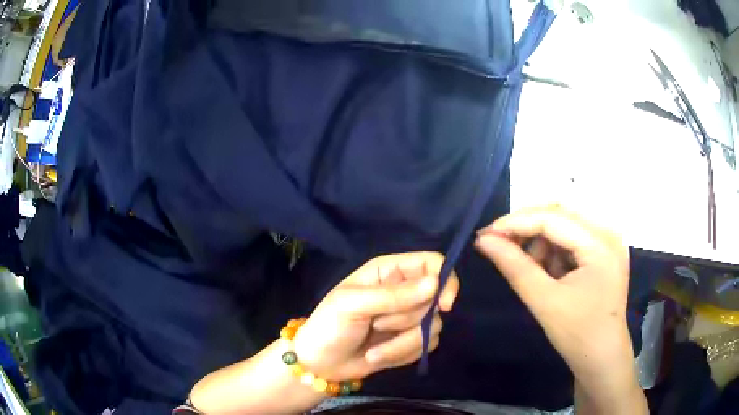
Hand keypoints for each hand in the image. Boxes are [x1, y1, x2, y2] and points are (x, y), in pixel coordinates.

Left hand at [293, 252, 458, 381]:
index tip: (444, 305)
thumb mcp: (354, 305)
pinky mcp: (410, 341)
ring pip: (432, 327)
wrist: (320, 364)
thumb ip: (394, 295)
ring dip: (401, 343)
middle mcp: (404, 291)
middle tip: (376, 325)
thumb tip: (436, 283)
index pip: (432, 263)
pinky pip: (426, 346)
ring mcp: (409, 318)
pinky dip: (402, 355)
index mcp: (388, 271)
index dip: (445, 280)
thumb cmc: (329, 326)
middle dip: (406, 320)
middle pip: (434, 300)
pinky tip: (378, 356)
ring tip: (372, 348)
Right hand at [474, 206, 632, 383]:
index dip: (516, 222)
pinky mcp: (606, 250)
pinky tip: (549, 270)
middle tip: (499, 244)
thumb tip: (484, 240)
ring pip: (566, 223)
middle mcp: (609, 233)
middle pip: (560, 213)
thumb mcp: (544, 301)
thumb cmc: (576, 334)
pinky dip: (555, 248)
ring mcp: (610, 240)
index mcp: (600, 244)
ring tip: (530, 267)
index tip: (485, 234)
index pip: (552, 218)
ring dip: (541, 239)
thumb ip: (514, 266)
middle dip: (527, 227)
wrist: (602, 356)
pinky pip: (574, 236)